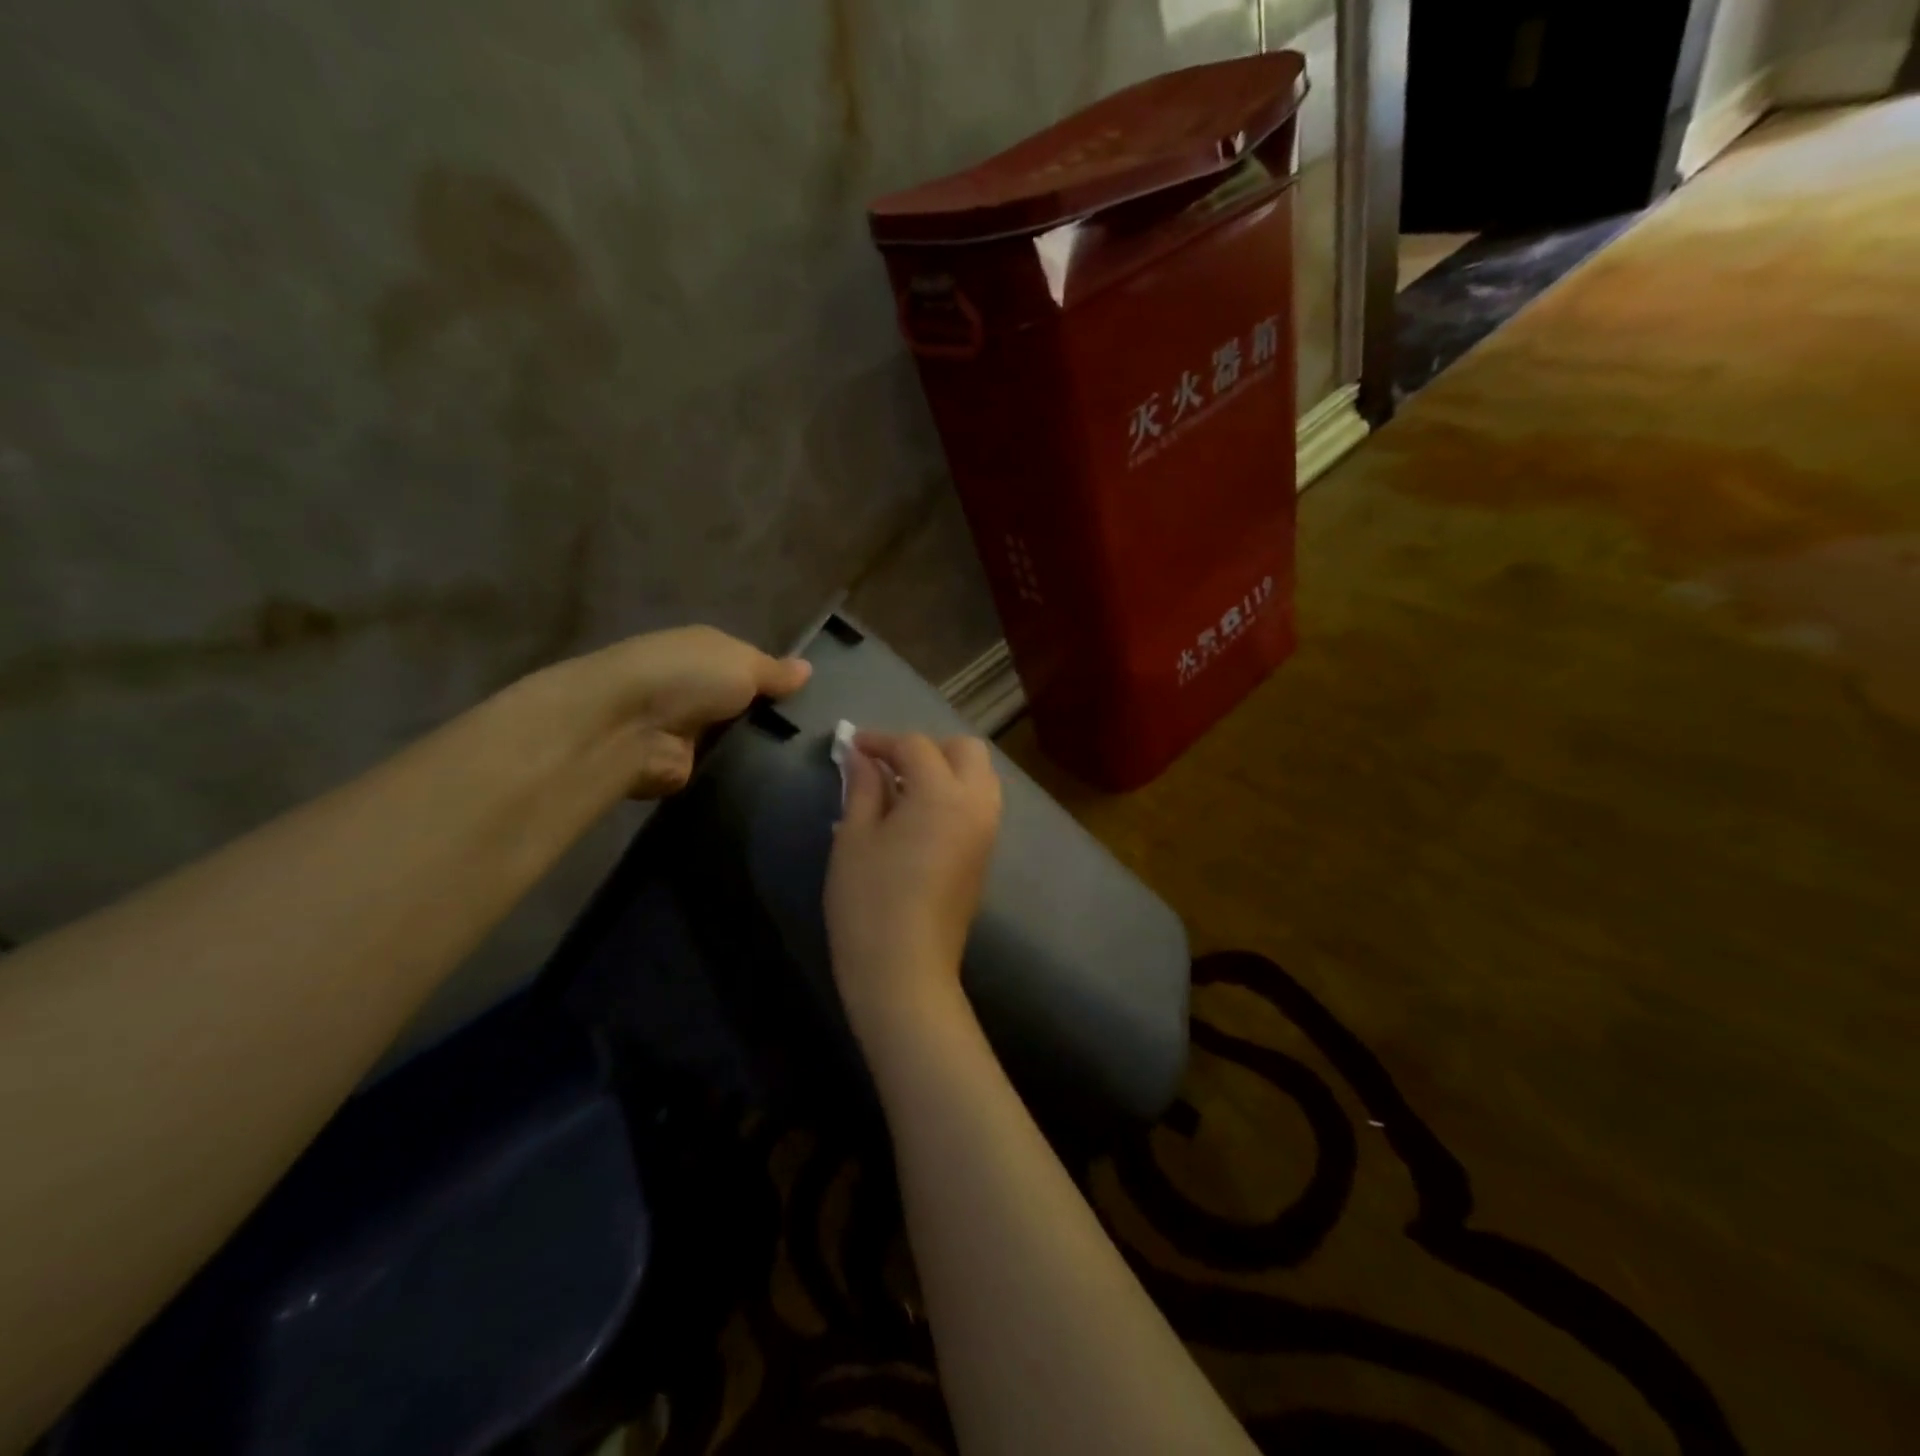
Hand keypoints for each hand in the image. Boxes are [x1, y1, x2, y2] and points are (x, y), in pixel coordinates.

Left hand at [537, 626, 810, 798]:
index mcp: (707, 652)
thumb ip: (775, 671)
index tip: (816, 701)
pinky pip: (727, 770)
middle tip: (821, 736)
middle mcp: (697, 688)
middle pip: (747, 705)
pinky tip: (781, 780)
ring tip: (809, 761)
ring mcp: (690, 729)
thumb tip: (808, 668)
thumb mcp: (743, 663)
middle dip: (776, 718)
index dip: (779, 681)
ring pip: (740, 739)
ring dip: (763, 748)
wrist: (628, 726)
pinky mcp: (687, 766)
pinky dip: (746, 775)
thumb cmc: (688, 677)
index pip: (752, 666)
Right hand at [825, 732, 1003, 1047]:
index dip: (881, 741)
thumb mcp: (855, 837)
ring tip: (901, 789)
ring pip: (979, 777)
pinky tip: (918, 815)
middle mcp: (976, 804)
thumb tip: (861, 757)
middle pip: (965, 750)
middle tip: (887, 765)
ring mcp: (987, 831)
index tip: (853, 747)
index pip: (916, 746)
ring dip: (945, 769)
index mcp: (942, 794)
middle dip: (927, 747)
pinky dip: (954, 794)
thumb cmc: (869, 901)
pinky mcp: (985, 855)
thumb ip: (862, 787)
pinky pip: (978, 805)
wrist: (905, 971)